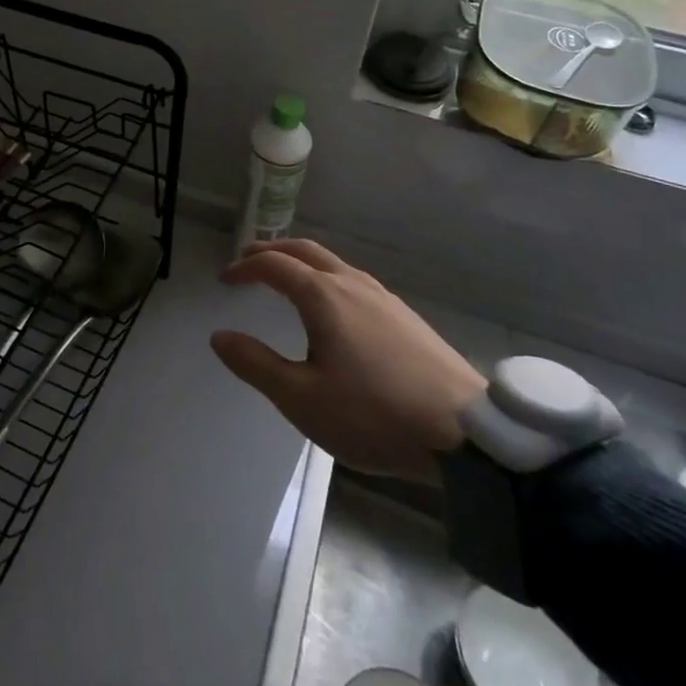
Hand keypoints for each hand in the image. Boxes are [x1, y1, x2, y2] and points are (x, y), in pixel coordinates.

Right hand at [210, 239, 487, 480]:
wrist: (465, 434)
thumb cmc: (373, 414)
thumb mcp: (302, 399)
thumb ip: (256, 364)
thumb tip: (219, 336)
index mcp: (323, 296)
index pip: (274, 265)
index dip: (245, 268)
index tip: (225, 280)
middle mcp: (352, 284)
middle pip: (304, 250)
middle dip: (272, 251)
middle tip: (249, 261)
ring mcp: (383, 297)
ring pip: (333, 262)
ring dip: (301, 262)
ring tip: (286, 279)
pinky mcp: (405, 315)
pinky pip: (353, 279)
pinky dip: (326, 277)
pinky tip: (333, 306)